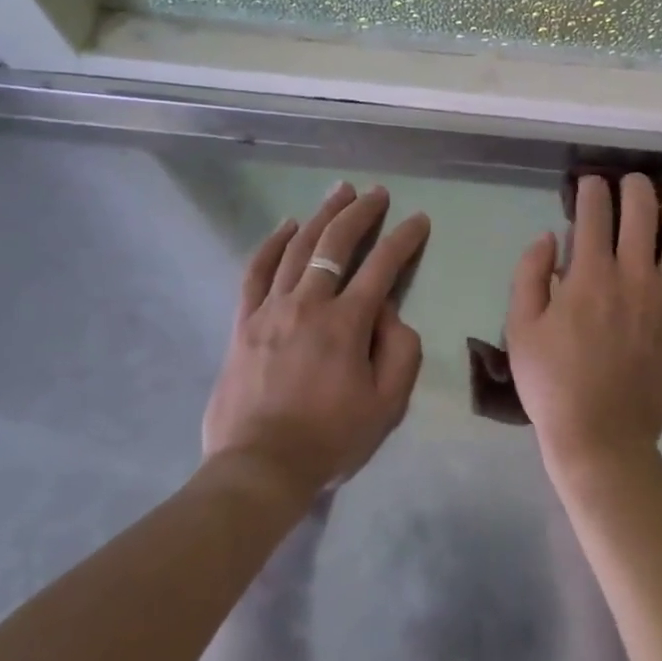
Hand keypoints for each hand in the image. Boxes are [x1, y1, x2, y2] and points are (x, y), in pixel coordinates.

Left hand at [203, 183, 429, 497]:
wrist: (260, 468)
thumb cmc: (330, 438)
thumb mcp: (387, 404)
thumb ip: (401, 351)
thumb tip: (390, 312)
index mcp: (346, 323)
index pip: (383, 265)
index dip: (404, 238)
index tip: (418, 220)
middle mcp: (308, 303)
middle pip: (336, 243)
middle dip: (361, 213)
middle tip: (377, 193)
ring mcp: (271, 309)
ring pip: (297, 248)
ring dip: (321, 215)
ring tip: (339, 192)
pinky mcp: (243, 322)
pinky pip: (256, 272)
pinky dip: (271, 244)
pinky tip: (286, 225)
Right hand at [506, 174, 661, 476]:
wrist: (600, 439)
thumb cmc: (552, 383)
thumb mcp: (520, 326)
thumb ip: (530, 274)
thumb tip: (548, 236)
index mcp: (590, 275)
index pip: (594, 212)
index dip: (591, 189)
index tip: (589, 184)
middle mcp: (635, 277)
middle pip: (644, 211)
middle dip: (635, 187)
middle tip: (629, 184)